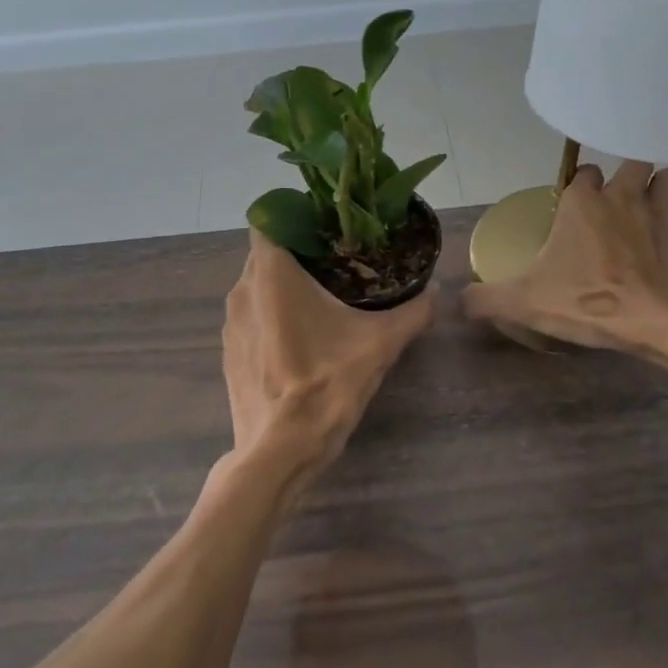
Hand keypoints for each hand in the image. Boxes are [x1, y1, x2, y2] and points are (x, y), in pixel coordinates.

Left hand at [223, 231, 437, 508]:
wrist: (280, 451)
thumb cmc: (326, 385)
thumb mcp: (380, 345)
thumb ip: (413, 313)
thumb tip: (438, 294)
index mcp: (271, 275)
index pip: (270, 219)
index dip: (297, 216)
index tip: (330, 230)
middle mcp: (242, 290)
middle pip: (268, 253)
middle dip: (301, 253)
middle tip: (341, 262)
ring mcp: (230, 324)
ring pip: (258, 286)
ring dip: (285, 286)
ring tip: (325, 298)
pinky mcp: (229, 352)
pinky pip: (252, 316)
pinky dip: (273, 315)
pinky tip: (303, 337)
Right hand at [463, 161, 667, 362]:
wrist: (659, 323)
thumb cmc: (589, 300)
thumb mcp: (525, 302)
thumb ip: (487, 298)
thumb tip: (458, 300)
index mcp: (585, 203)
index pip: (583, 171)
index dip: (579, 184)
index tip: (573, 204)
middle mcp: (625, 199)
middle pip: (635, 162)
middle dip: (628, 174)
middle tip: (616, 199)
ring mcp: (662, 218)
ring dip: (660, 192)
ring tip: (646, 213)